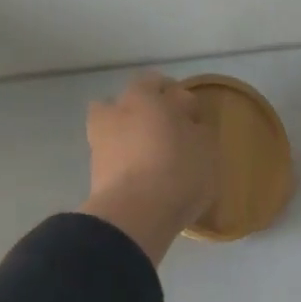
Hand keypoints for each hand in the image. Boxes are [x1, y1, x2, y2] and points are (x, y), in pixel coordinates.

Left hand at [78, 73, 218, 264]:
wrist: (134, 214)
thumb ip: (199, 133)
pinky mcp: (93, 167)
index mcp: (147, 96)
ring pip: (115, 123)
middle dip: (151, 109)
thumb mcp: (207, 151)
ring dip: (130, 130)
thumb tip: (191, 128)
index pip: (167, 87)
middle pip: (135, 99)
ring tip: (150, 152)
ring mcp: (100, 137)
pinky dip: (123, 157)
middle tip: (171, 131)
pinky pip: (111, 153)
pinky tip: (139, 172)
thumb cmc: (179, 172)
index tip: (196, 120)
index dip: (184, 103)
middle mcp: (119, 109)